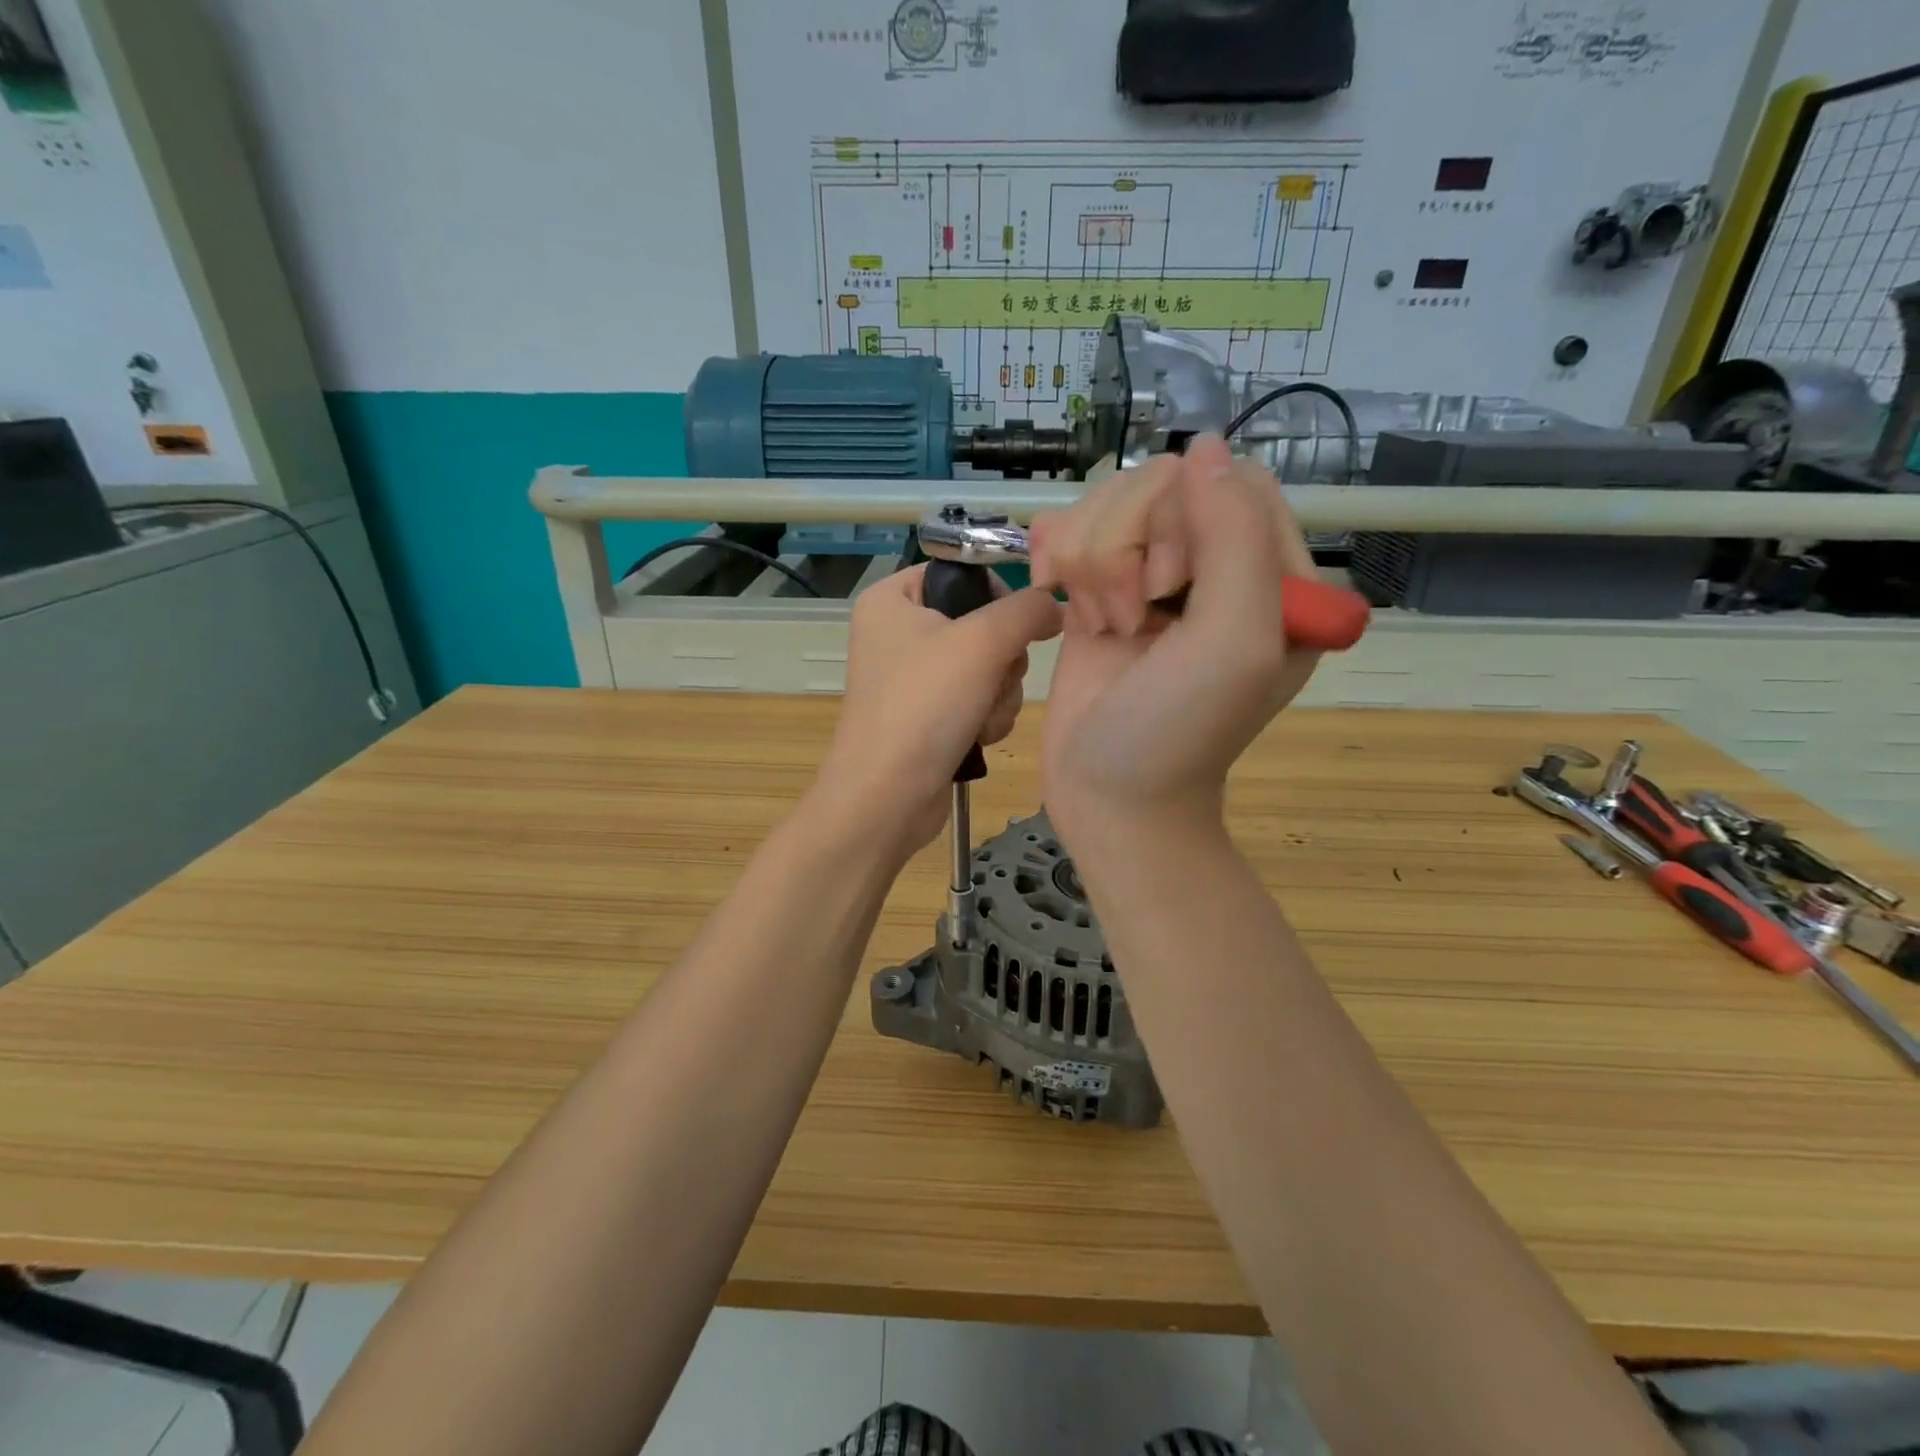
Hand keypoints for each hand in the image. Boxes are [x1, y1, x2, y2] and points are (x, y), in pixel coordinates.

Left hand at [814, 564, 1062, 855]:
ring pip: (988, 667)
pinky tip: (976, 737)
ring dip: (998, 695)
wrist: (887, 798)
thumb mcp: (982, 642)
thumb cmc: (924, 706)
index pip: (961, 573)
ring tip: (979, 718)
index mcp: (892, 599)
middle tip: (990, 681)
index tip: (1013, 626)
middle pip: (982, 624)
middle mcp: (898, 632)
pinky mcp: (927, 715)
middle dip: (1000, 661)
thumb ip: (1027, 610)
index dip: (996, 596)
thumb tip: (1055, 604)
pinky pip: (977, 699)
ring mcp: (913, 677)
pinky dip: (986, 718)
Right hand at [1030, 435, 1319, 839]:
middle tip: (1129, 617)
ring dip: (1091, 563)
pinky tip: (1063, 602)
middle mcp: (1215, 566)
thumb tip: (1204, 447)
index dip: (1182, 519)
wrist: (1109, 795)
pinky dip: (1058, 561)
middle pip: (1161, 485)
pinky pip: (1074, 530)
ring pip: (1110, 504)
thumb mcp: (1233, 640)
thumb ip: (1234, 536)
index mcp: (1273, 574)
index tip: (1164, 588)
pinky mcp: (1101, 590)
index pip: (1229, 483)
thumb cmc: (1178, 731)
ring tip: (1101, 626)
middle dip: (1127, 546)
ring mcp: (1152, 575)